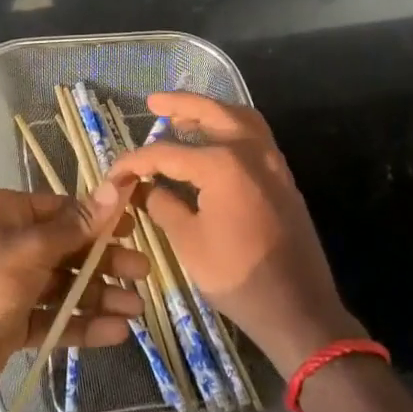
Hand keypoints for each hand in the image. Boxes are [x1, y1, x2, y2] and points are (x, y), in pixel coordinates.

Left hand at [0, 183, 151, 398]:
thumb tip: (117, 185)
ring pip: (66, 284)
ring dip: (99, 296)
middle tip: (141, 274)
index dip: (99, 219)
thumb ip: (77, 225)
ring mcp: (15, 282)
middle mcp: (13, 242)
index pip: (64, 209)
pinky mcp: (17, 318)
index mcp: (9, 213)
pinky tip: (114, 333)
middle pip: (70, 248)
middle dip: (105, 262)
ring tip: (135, 311)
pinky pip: (55, 315)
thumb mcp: (32, 250)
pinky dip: (82, 323)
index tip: (134, 229)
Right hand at [109, 92, 359, 375]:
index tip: (114, 173)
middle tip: (154, 102)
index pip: (166, 152)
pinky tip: (212, 143)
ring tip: (183, 117)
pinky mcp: (283, 178)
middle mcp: (251, 151)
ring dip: (211, 112)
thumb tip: (144, 188)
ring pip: (240, 118)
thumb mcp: (188, 241)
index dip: (135, 162)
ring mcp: (273, 162)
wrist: (298, 309)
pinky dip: (231, 128)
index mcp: (222, 164)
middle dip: (180, 104)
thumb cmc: (238, 277)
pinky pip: (255, 137)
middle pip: (211, 113)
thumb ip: (163, 205)